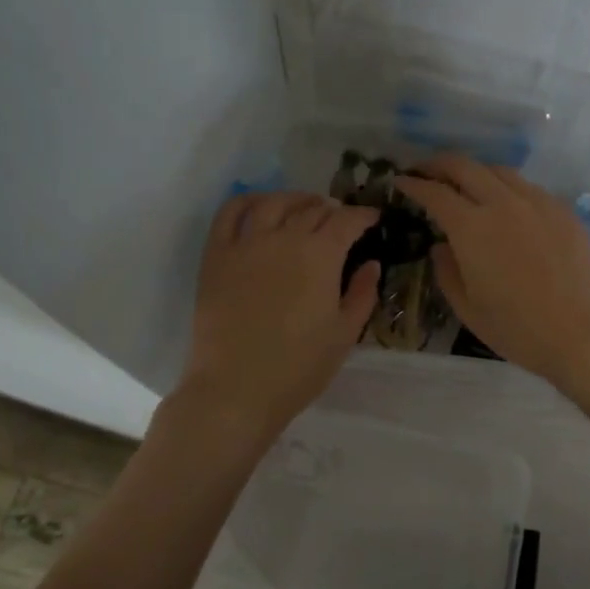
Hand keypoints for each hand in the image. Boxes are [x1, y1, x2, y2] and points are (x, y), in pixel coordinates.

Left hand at [175, 192, 380, 442]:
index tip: (372, 218)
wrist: (236, 389)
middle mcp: (285, 238)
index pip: (347, 220)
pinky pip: (230, 213)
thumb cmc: (299, 367)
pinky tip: (260, 205)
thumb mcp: (344, 334)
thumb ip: (362, 293)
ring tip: (305, 205)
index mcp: (321, 255)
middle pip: (313, 209)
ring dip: (296, 199)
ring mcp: (247, 243)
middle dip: (333, 211)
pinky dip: (247, 201)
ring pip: (275, 202)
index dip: (363, 216)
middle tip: (341, 221)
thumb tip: (371, 264)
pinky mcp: (217, 255)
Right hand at [396, 155, 589, 386]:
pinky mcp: (562, 211)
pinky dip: (507, 187)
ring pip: (499, 171)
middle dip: (439, 164)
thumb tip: (441, 247)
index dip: (414, 185)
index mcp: (472, 228)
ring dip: (474, 172)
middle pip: (465, 167)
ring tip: (465, 184)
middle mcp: (503, 204)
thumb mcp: (467, 307)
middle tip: (425, 170)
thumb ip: (446, 271)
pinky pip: (528, 187)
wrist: (582, 334)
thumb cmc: (517, 328)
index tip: (401, 182)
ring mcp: (537, 203)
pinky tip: (506, 205)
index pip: (435, 193)